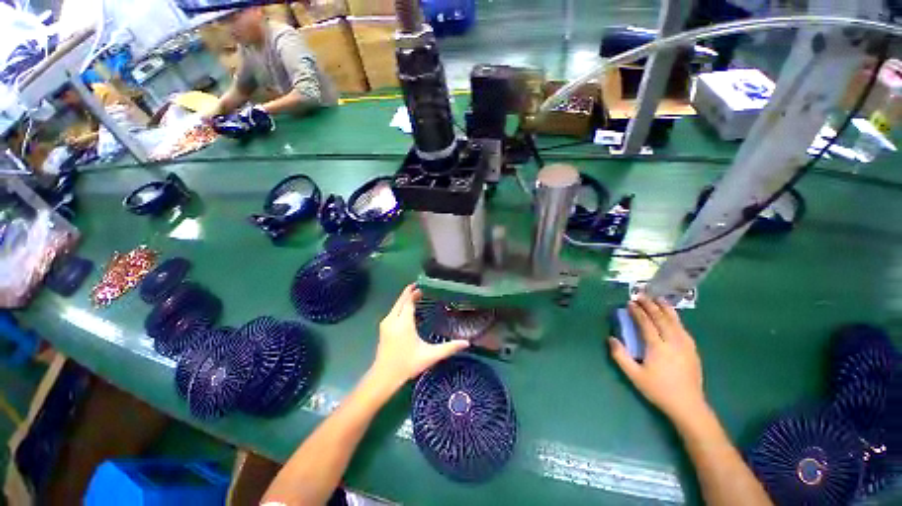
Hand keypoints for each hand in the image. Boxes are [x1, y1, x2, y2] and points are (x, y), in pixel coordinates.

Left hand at [370, 285, 469, 389]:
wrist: (383, 378)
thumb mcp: (430, 356)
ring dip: (405, 299)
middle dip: (410, 292)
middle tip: (422, 287)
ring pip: (396, 305)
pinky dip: (401, 306)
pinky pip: (394, 311)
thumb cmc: (407, 365)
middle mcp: (392, 320)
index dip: (415, 292)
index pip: (408, 301)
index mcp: (403, 323)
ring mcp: (386, 324)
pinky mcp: (383, 328)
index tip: (424, 285)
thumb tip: (466, 343)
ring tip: (418, 295)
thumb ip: (448, 348)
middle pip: (401, 300)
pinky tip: (408, 309)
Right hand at [609, 295, 707, 424]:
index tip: (629, 303)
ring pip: (675, 321)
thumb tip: (611, 338)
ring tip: (658, 299)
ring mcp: (685, 345)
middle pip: (661, 318)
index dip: (637, 312)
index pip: (646, 323)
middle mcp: (673, 342)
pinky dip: (676, 318)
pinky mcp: (692, 349)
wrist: (688, 405)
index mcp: (658, 347)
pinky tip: (672, 316)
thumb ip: (620, 356)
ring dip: (665, 308)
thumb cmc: (658, 390)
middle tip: (641, 295)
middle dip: (650, 305)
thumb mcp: (634, 375)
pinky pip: (683, 328)